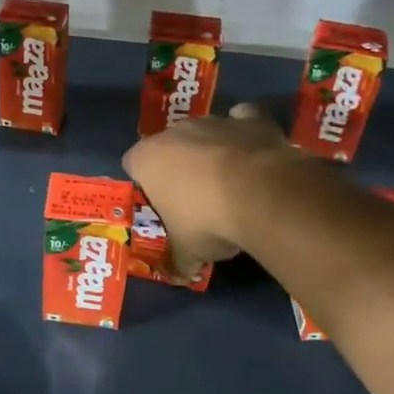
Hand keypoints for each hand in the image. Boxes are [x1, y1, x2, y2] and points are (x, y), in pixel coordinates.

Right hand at [122, 103, 289, 274]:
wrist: (260, 195)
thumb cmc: (207, 221)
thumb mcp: (188, 250)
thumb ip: (180, 258)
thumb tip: (180, 274)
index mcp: (147, 159)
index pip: (132, 163)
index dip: (144, 182)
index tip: (158, 202)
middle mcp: (175, 132)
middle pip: (169, 145)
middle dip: (179, 165)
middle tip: (194, 197)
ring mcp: (214, 121)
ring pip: (206, 132)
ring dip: (212, 150)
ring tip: (230, 181)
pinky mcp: (250, 119)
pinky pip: (243, 120)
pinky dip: (246, 133)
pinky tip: (254, 152)